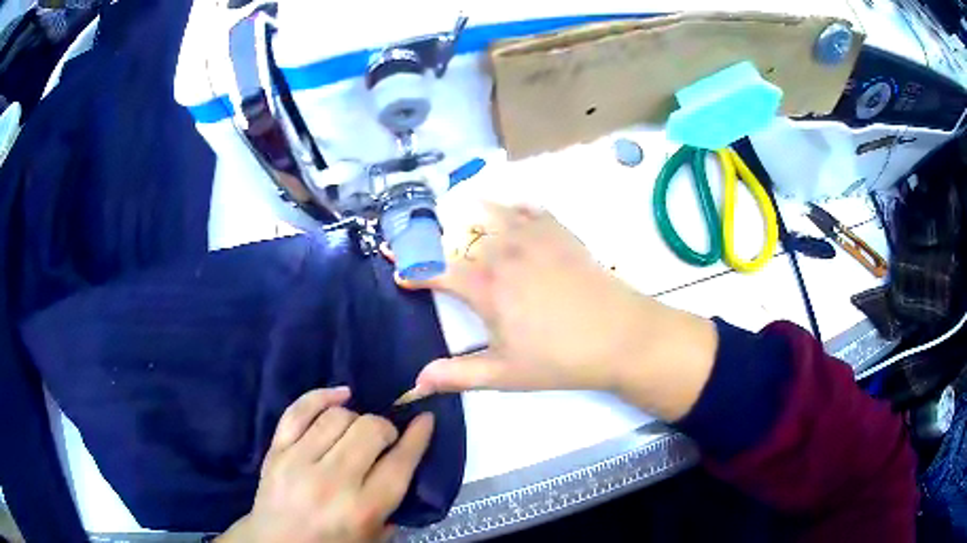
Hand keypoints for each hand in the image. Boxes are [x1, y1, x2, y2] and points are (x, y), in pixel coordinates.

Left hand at [218, 387, 433, 542]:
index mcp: (363, 508)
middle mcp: (333, 482)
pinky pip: (299, 410)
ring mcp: (299, 462)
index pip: (400, 462)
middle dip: (385, 428)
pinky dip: (322, 396)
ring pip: (338, 416)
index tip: (425, 419)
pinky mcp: (276, 450)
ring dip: (357, 418)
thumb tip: (403, 459)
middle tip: (384, 439)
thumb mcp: (374, 536)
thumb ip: (394, 504)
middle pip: (370, 430)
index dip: (418, 436)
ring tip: (357, 430)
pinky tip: (340, 396)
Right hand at [398, 204, 717, 420]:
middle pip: (461, 235)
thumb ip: (458, 375)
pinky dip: (515, 205)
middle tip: (427, 242)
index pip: (437, 271)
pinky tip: (512, 208)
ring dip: (471, 212)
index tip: (399, 272)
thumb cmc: (560, 358)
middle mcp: (504, 253)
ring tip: (460, 211)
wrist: (621, 336)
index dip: (414, 271)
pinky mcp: (561, 233)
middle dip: (438, 238)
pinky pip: (530, 208)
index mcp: (486, 287)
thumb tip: (416, 382)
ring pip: (493, 212)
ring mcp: (535, 238)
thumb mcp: (505, 374)